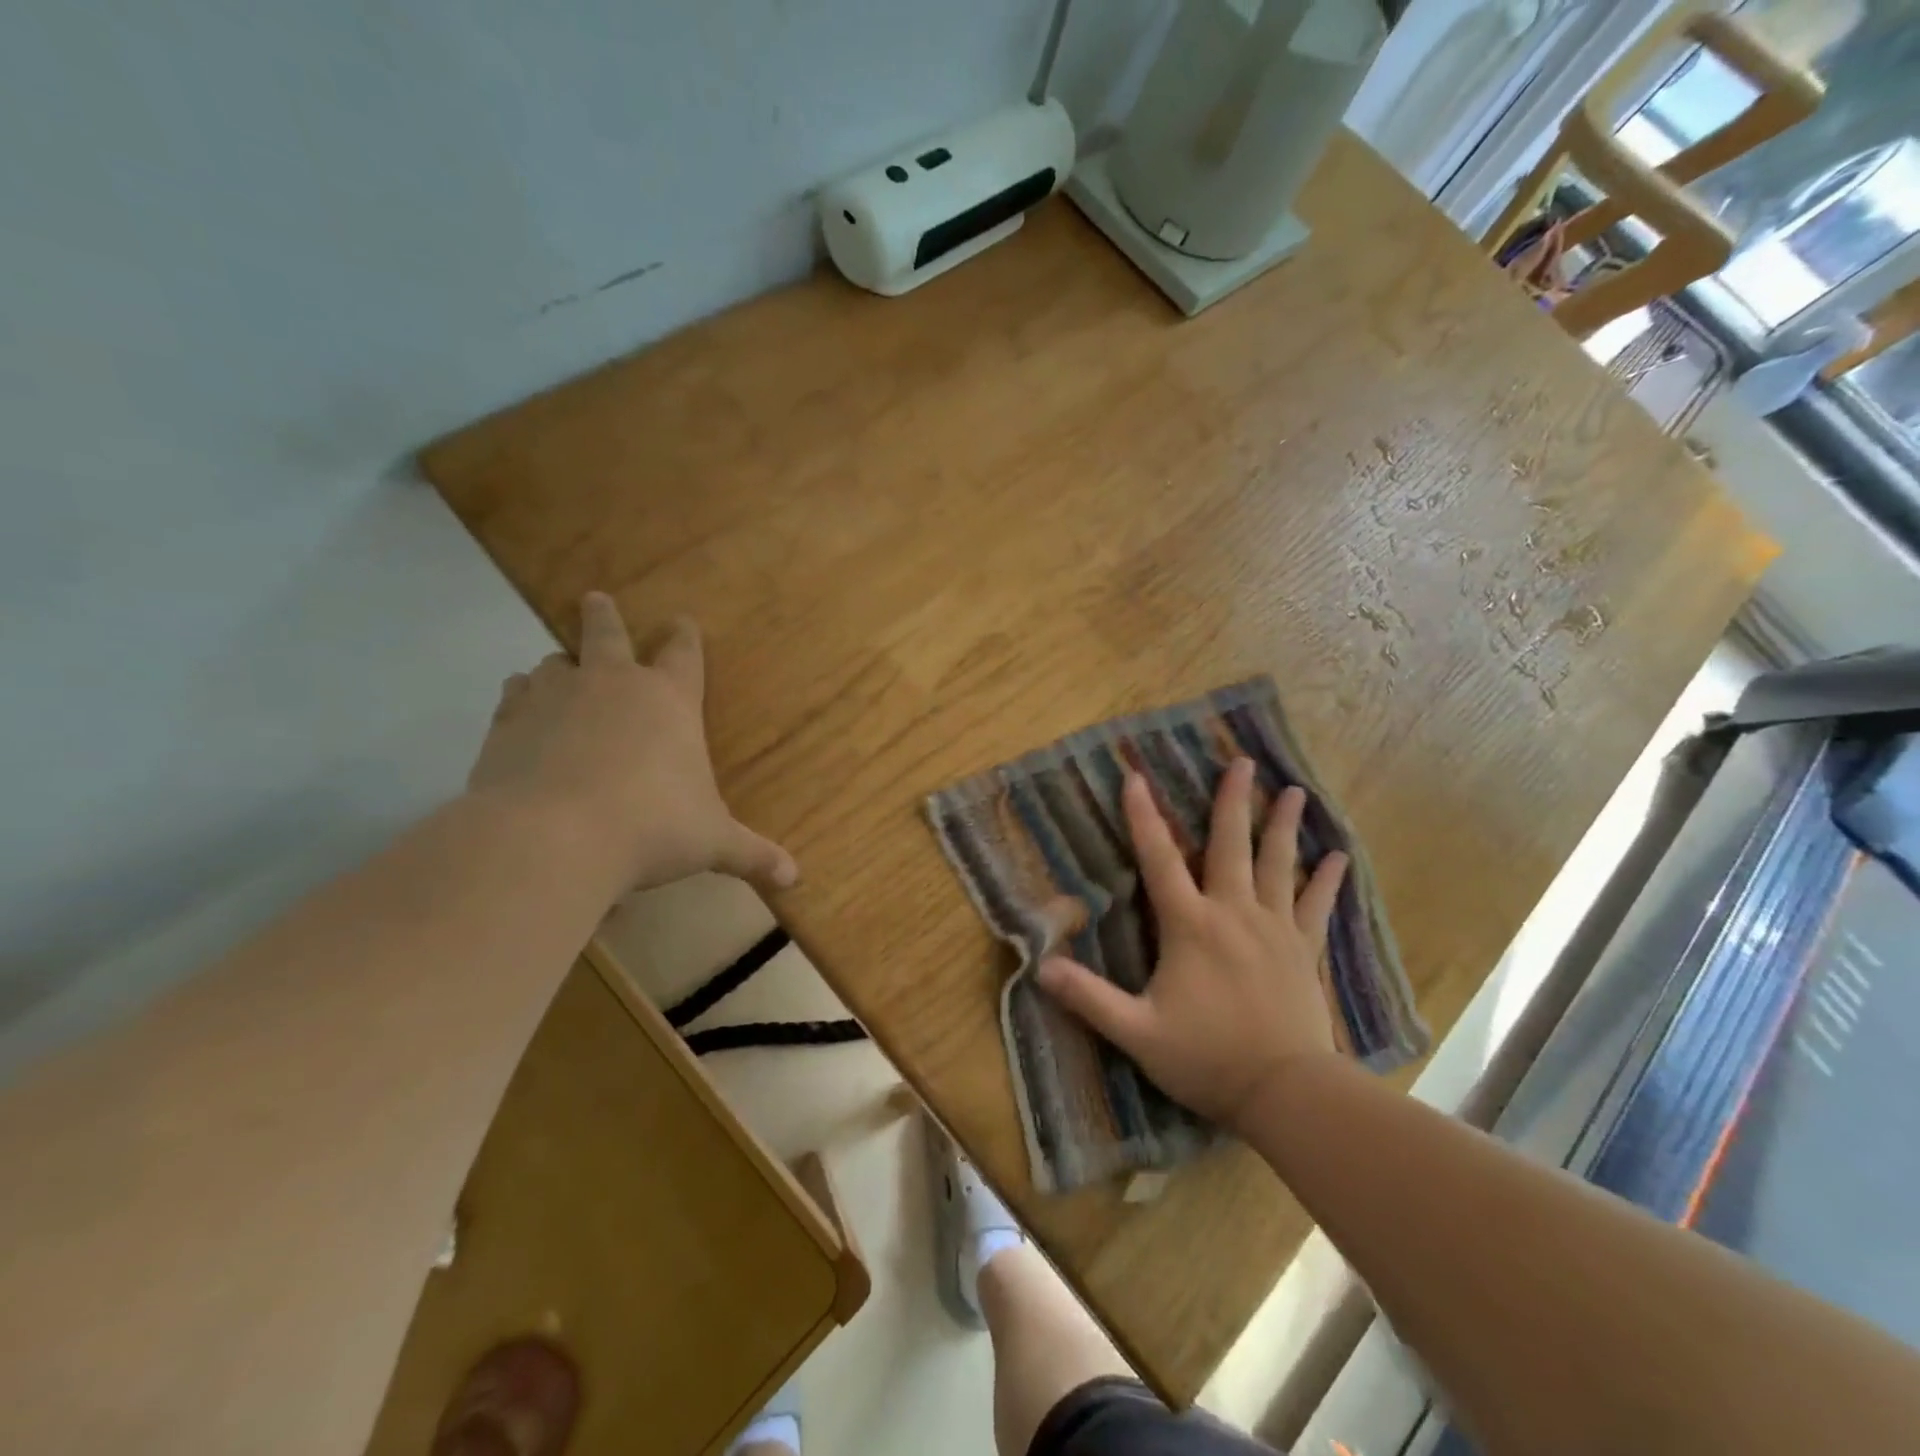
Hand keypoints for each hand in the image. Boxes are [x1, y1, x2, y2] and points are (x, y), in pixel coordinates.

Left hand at [468, 592, 796, 893]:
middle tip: (595, 599)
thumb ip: (752, 854)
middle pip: (606, 632)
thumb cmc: (653, 828)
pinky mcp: (508, 722)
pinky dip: (520, 696)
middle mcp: (612, 684)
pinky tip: (520, 708)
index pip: (682, 652)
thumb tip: (795, 879)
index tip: (682, 620)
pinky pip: (514, 694)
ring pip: (554, 662)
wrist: (554, 838)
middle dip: (603, 615)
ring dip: (561, 664)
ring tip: (559, 670)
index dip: (685, 635)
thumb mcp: (712, 843)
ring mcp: (555, 697)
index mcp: (669, 699)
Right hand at [1036, 760, 1346, 1134]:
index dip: (1143, 817)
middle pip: (1231, 845)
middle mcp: (1233, 913)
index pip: (1159, 860)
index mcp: (1190, 926)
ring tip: (1294, 791)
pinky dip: (1326, 880)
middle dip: (1232, 800)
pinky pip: (1317, 906)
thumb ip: (1088, 998)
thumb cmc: (1207, 1058)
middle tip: (1242, 761)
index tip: (1135, 777)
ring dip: (1283, 825)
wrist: (1287, 1092)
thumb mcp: (1136, 1032)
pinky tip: (1339, 857)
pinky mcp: (1304, 950)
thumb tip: (1040, 967)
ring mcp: (1274, 929)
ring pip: (1278, 864)